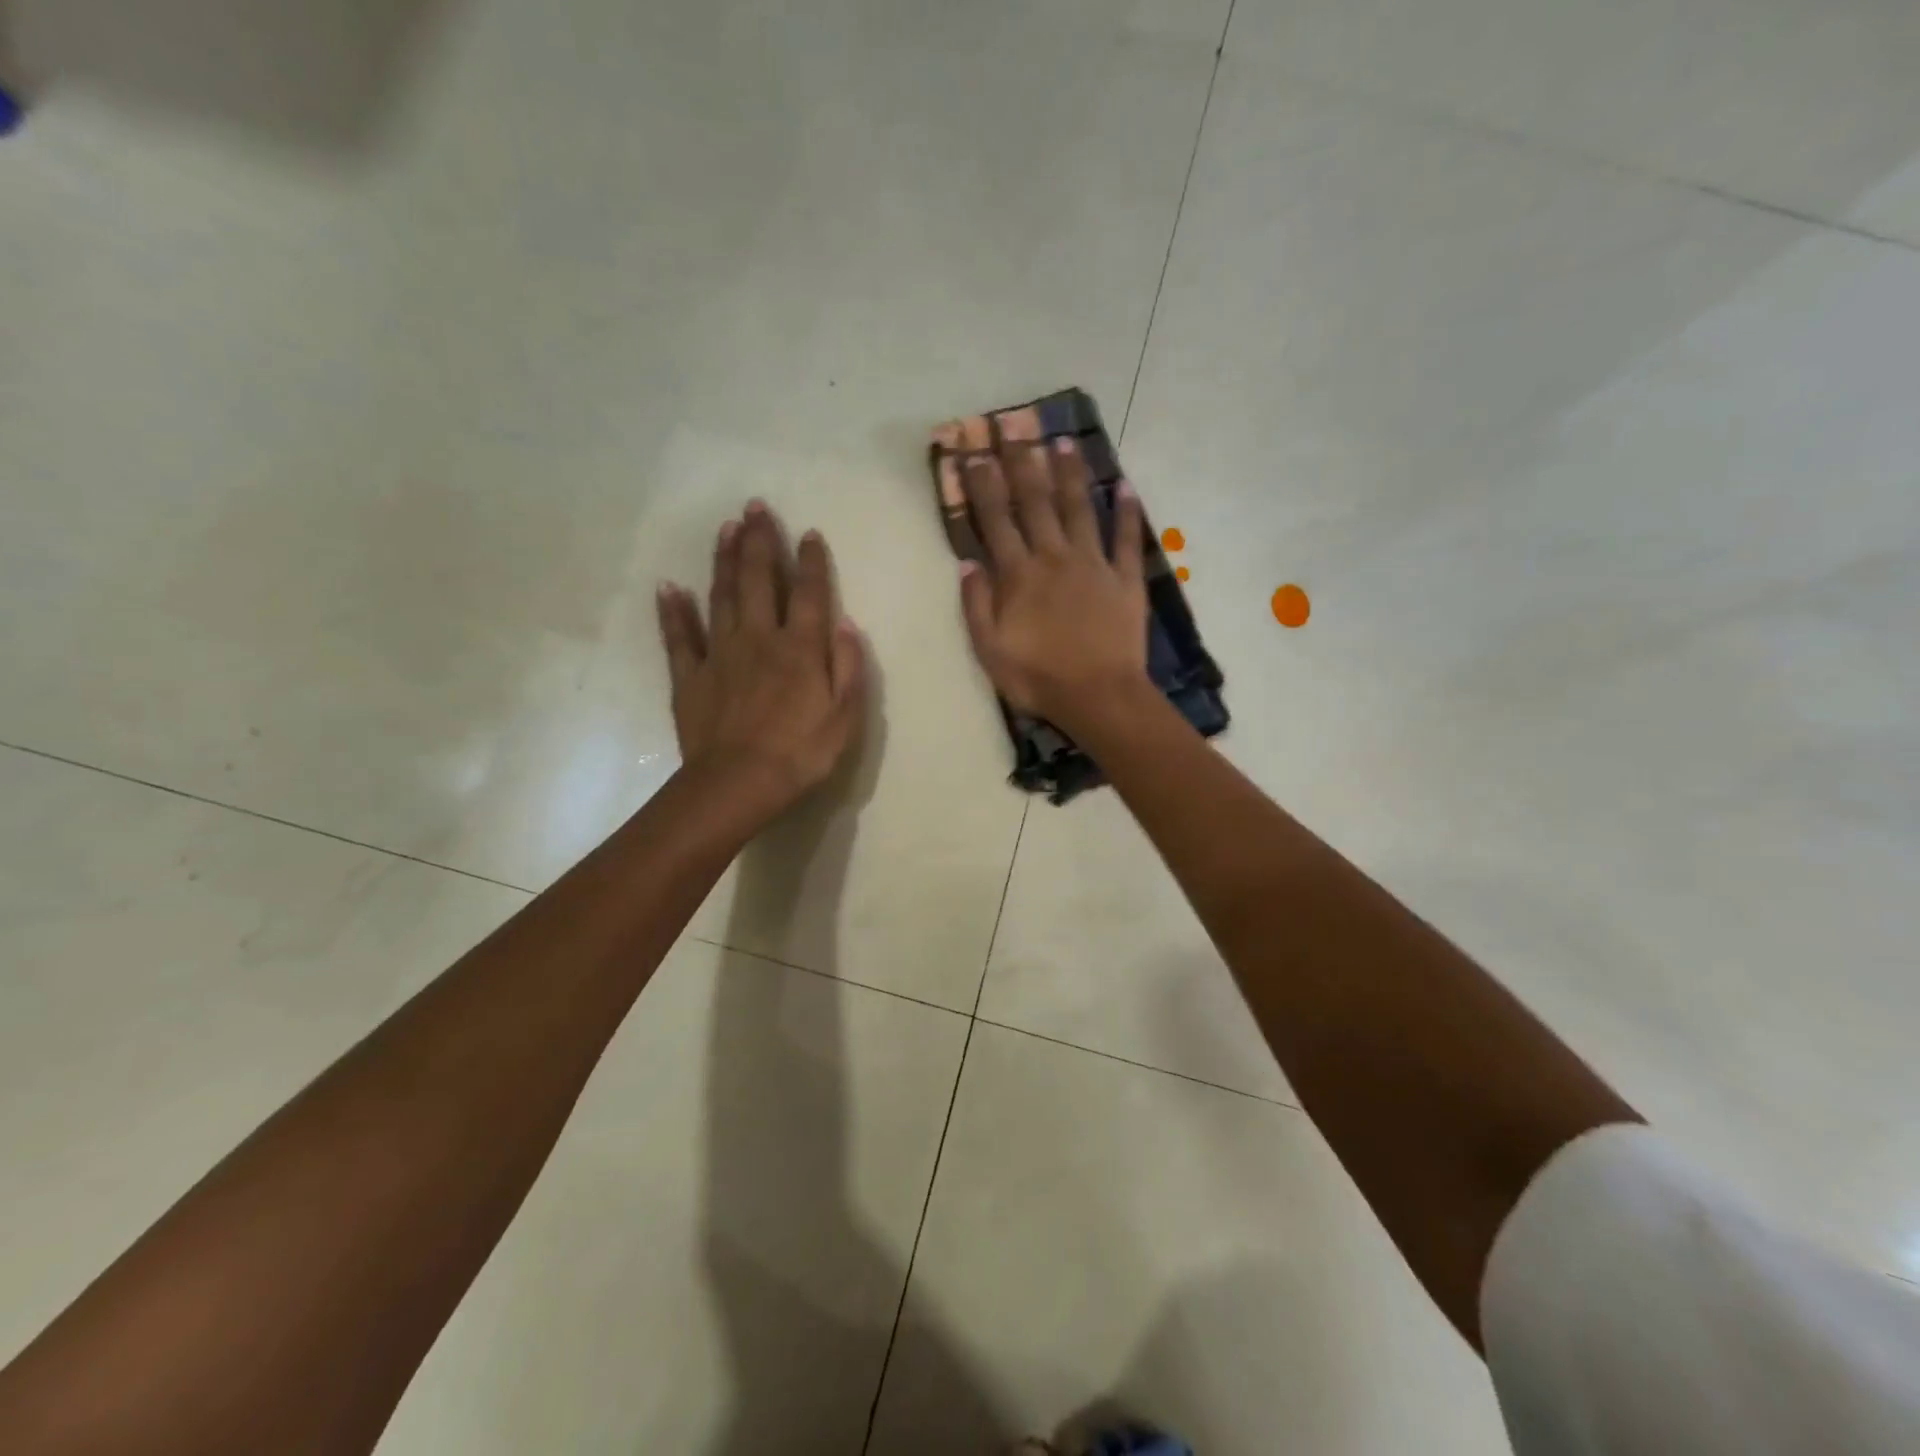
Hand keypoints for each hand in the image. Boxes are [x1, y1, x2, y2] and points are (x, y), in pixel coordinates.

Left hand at [657, 502, 866, 822]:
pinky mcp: (690, 676)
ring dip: (724, 560)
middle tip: (755, 507)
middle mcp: (759, 638)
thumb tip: (846, 624)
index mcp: (800, 648)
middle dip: (759, 541)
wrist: (739, 783)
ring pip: (721, 596)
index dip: (810, 562)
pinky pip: (679, 637)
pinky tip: (668, 586)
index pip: (808, 594)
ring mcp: (720, 654)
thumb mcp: (845, 716)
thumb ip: (848, 667)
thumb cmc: (801, 753)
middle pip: (758, 580)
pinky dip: (673, 611)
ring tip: (726, 528)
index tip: (809, 533)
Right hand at [957, 432, 1149, 733]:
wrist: (1099, 697)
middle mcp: (1055, 557)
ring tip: (1063, 442)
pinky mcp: (1126, 579)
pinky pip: (1127, 539)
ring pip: (1080, 509)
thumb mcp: (990, 650)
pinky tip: (1125, 486)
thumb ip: (976, 605)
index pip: (996, 520)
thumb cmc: (1038, 678)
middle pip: (1036, 502)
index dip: (983, 485)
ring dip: (1070, 474)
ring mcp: (1094, 564)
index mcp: (1019, 575)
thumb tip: (967, 563)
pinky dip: (1127, 512)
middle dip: (1022, 463)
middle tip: (1014, 427)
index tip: (974, 453)